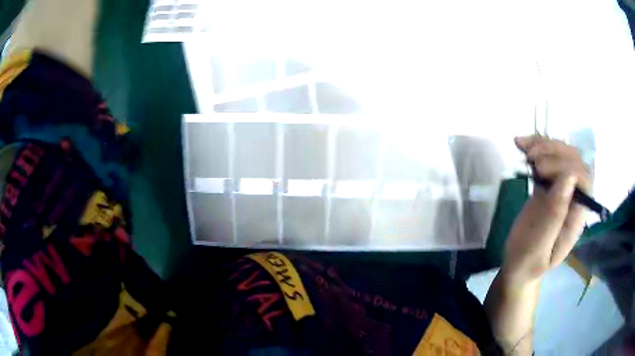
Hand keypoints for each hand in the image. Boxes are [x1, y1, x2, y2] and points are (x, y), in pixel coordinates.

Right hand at [503, 135, 591, 284]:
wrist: (518, 264)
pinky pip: (547, 158)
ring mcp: (562, 189)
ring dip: (545, 145)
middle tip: (532, 158)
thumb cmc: (528, 261)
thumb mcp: (539, 245)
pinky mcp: (549, 184)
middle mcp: (574, 198)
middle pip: (575, 161)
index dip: (567, 166)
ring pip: (562, 155)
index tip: (541, 170)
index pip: (584, 180)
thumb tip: (569, 177)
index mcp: (577, 215)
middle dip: (555, 152)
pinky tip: (522, 144)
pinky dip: (535, 146)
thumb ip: (555, 215)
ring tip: (525, 148)